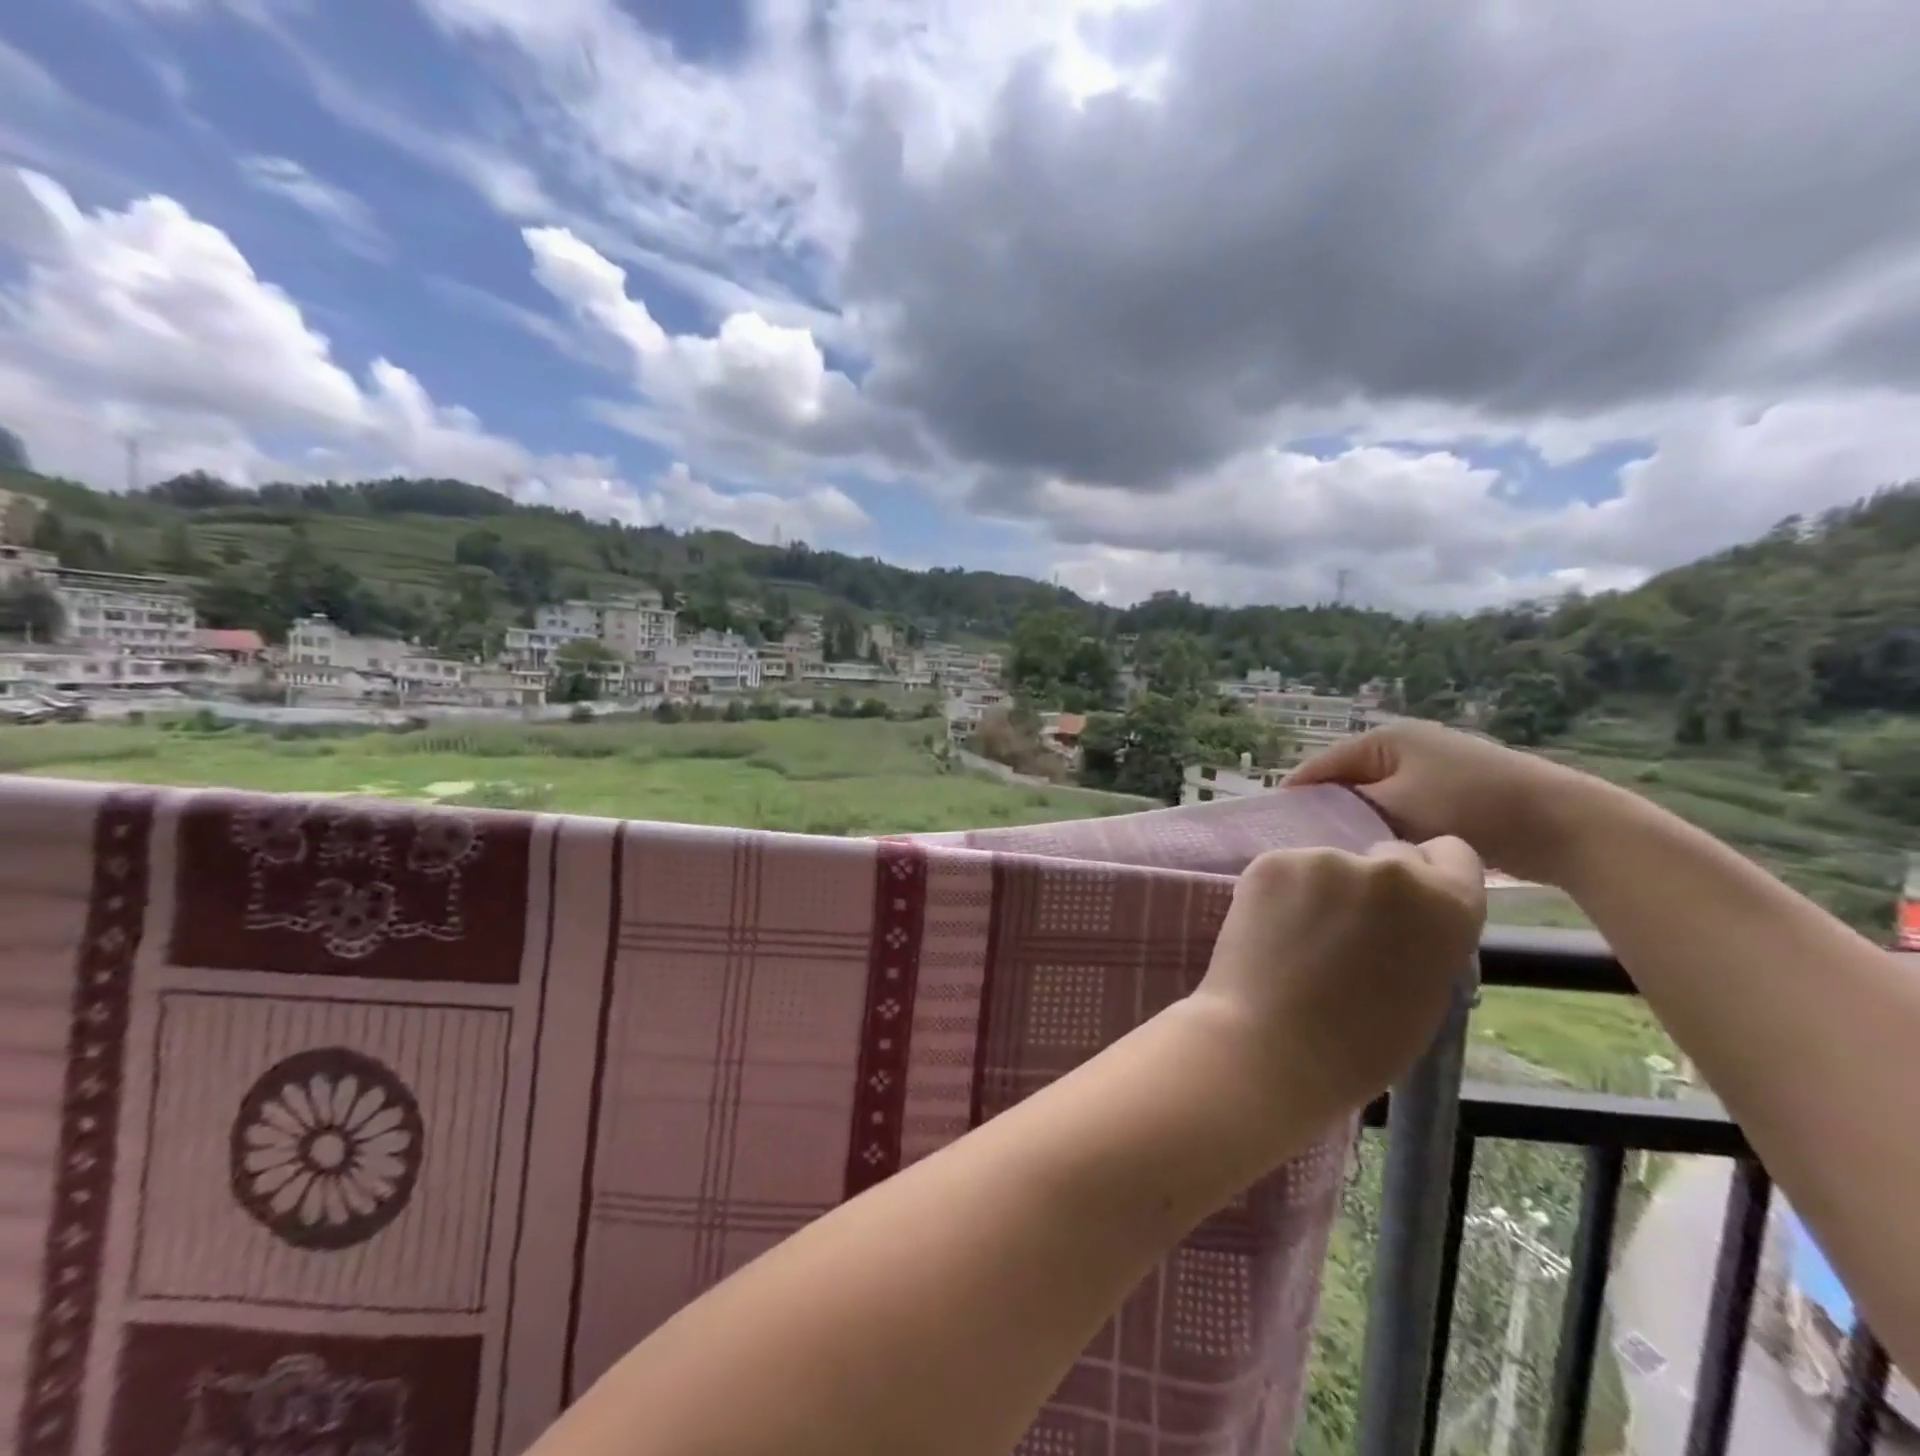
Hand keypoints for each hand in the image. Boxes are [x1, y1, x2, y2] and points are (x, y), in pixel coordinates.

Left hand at [1194, 838, 1486, 1126]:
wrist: (1270, 1045)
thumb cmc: (1359, 1045)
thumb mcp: (1426, 992)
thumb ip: (1426, 940)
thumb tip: (1406, 919)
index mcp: (1445, 904)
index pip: (1452, 856)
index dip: (1431, 878)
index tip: (1408, 904)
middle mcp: (1389, 869)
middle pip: (1390, 856)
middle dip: (1375, 884)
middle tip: (1348, 928)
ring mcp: (1325, 859)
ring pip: (1330, 866)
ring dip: (1322, 890)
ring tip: (1299, 940)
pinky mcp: (1272, 862)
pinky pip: (1286, 871)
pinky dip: (1281, 893)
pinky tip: (1269, 931)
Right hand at [1285, 721, 1588, 884]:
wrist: (1562, 823)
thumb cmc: (1470, 806)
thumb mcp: (1397, 806)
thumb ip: (1348, 808)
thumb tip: (1312, 819)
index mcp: (1384, 738)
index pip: (1320, 767)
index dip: (1295, 798)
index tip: (1271, 832)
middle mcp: (1402, 746)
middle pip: (1344, 783)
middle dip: (1326, 813)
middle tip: (1305, 849)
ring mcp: (1426, 769)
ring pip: (1371, 800)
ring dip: (1357, 825)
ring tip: (1337, 855)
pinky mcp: (1446, 794)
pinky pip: (1397, 811)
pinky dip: (1385, 829)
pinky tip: (1376, 854)